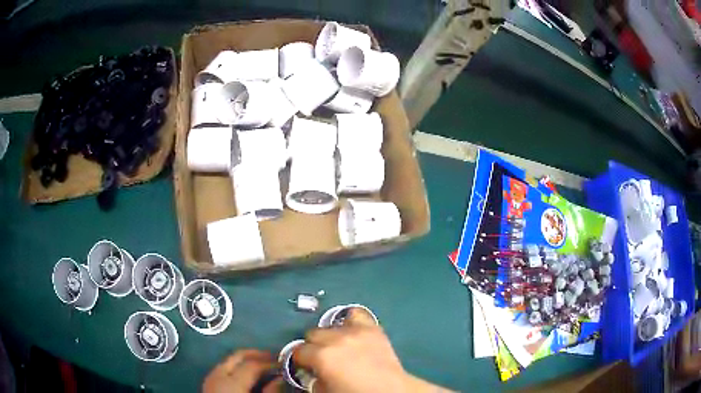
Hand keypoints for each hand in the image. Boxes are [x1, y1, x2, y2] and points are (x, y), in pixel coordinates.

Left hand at [203, 349, 282, 392]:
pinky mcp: (209, 384)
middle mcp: (218, 375)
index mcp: (231, 383)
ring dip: (247, 360)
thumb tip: (281, 378)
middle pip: (238, 356)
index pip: (253, 364)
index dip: (271, 362)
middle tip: (276, 360)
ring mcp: (211, 379)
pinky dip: (238, 367)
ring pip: (230, 360)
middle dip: (258, 355)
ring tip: (264, 367)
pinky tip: (248, 376)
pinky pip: (224, 369)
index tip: (286, 364)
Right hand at [294, 308, 440, 392]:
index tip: (305, 365)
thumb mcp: (325, 390)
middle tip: (322, 358)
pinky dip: (350, 321)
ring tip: (337, 346)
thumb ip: (312, 379)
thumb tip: (311, 372)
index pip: (298, 350)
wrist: (390, 391)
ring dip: (330, 335)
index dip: (300, 360)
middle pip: (312, 333)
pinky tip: (351, 331)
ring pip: (330, 324)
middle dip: (314, 346)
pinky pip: (355, 314)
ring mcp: (355, 331)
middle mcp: (336, 339)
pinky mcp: (372, 327)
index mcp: (321, 356)